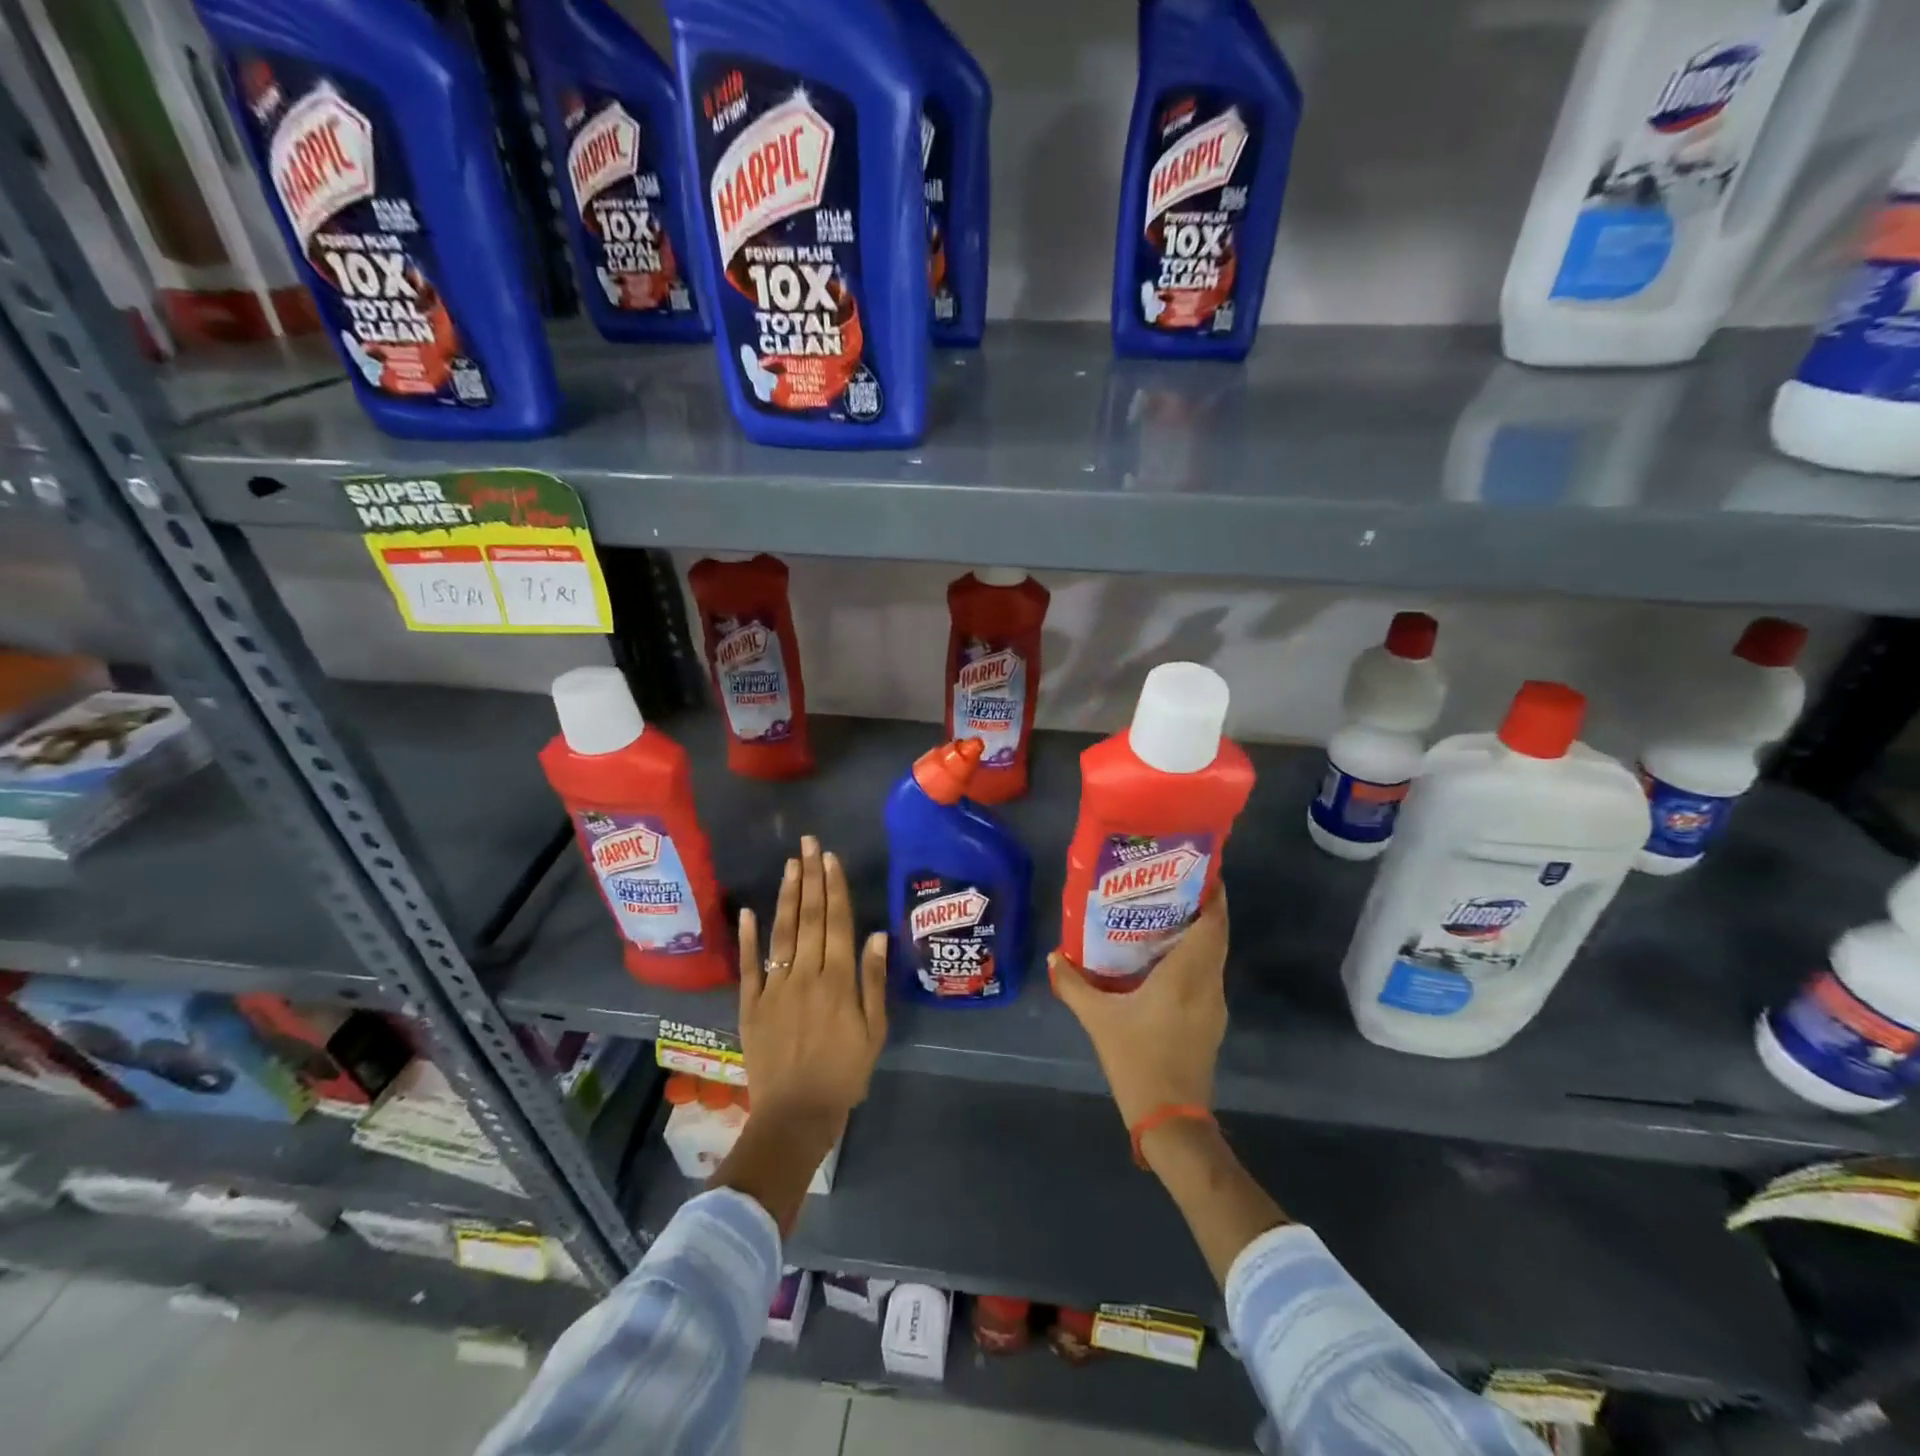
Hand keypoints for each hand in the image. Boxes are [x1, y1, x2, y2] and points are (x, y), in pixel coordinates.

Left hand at [736, 835, 888, 1130]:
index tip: (830, 858)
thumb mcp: (874, 1031)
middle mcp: (806, 975)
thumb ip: (873, 981)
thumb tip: (877, 934)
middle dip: (810, 878)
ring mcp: (775, 987)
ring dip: (786, 896)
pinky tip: (748, 911)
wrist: (796, 1115)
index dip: (834, 887)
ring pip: (782, 933)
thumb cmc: (845, 1073)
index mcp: (838, 980)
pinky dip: (748, 938)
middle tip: (808, 844)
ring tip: (790, 865)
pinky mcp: (751, 1005)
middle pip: (809, 918)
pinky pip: (749, 966)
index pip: (837, 922)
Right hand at [1049, 889, 1228, 1128]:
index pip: (1212, 924)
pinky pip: (1207, 974)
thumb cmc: (1136, 1059)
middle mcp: (1207, 984)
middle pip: (1216, 935)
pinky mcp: (1211, 1021)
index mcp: (1187, 975)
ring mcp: (1213, 1004)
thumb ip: (1075, 984)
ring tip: (1164, 914)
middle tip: (1171, 885)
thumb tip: (1054, 956)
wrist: (1170, 1119)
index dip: (1214, 895)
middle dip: (1202, 907)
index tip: (1199, 870)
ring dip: (1199, 932)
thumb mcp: (1098, 1019)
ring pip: (1213, 956)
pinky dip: (1194, 957)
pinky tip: (1164, 958)